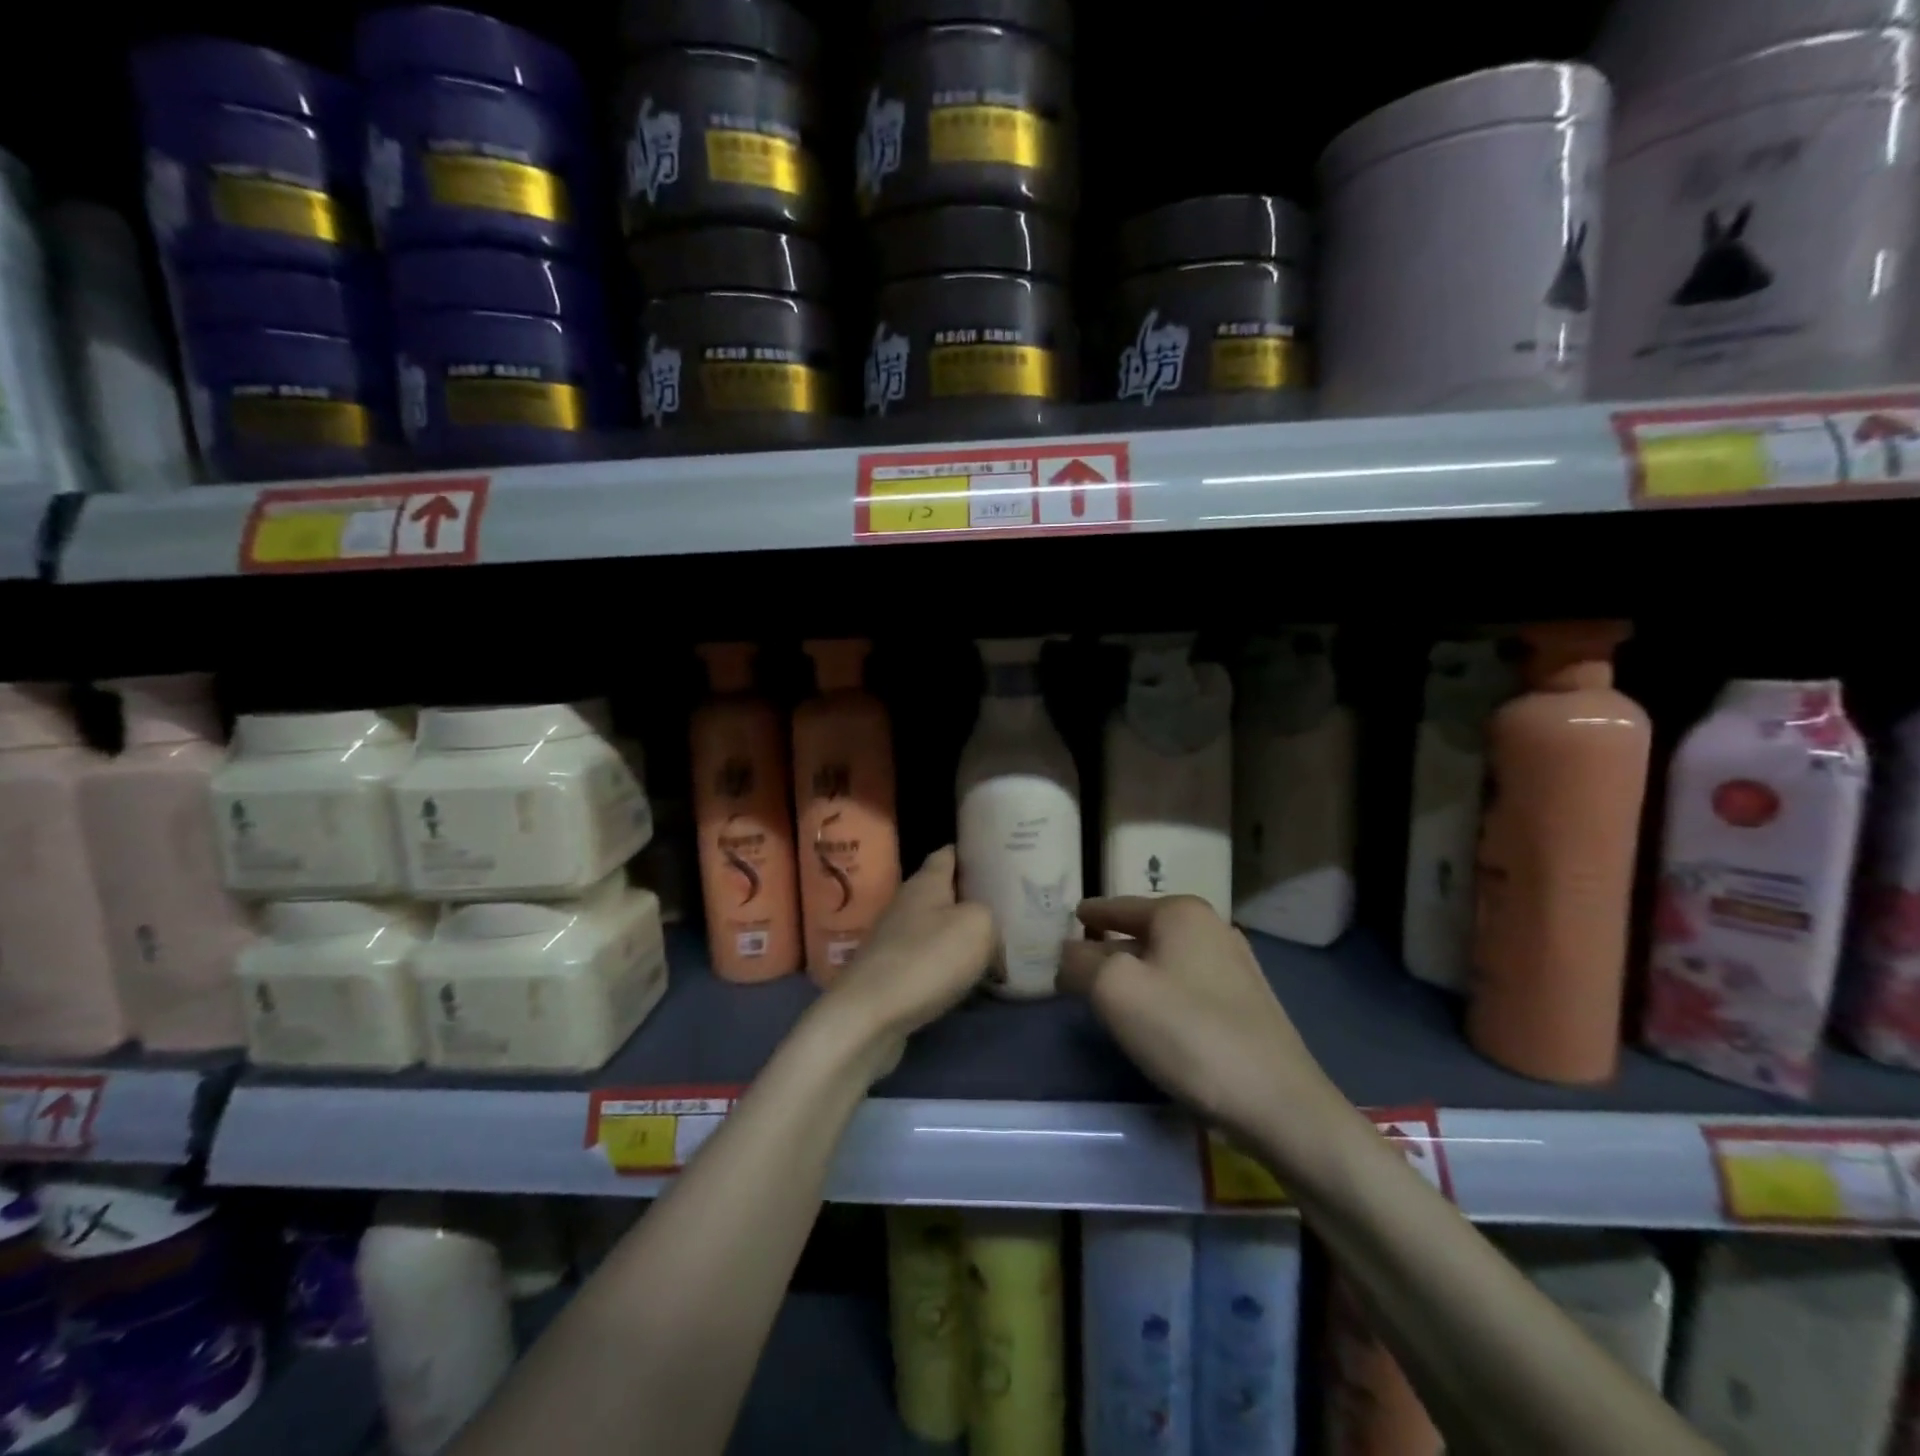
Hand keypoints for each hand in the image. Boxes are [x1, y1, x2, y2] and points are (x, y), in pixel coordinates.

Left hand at [819, 847, 994, 1078]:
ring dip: (958, 933)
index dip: (971, 852)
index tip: (997, 857)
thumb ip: (989, 914)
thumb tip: (986, 925)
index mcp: (925, 883)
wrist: (868, 1016)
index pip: (947, 854)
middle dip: (969, 896)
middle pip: (941, 891)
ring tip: (993, 942)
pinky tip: (965, 978)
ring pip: (933, 926)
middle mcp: (905, 904)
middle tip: (1006, 904)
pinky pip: (925, 958)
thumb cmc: (927, 960)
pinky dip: (945, 965)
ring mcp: (893, 939)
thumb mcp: (977, 926)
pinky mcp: (889, 972)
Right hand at [1060, 896, 1340, 1147]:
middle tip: (1076, 966)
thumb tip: (1068, 952)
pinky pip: (1187, 986)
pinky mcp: (1247, 1004)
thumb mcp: (1115, 991)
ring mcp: (1235, 967)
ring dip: (1136, 973)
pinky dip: (1162, 994)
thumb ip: (1081, 963)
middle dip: (1110, 947)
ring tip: (1108, 994)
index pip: (1119, 905)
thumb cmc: (1188, 1032)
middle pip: (1144, 932)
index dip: (1090, 913)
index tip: (1069, 919)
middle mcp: (1212, 928)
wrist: (1278, 1103)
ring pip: (1167, 960)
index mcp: (1181, 913)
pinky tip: (1152, 1020)